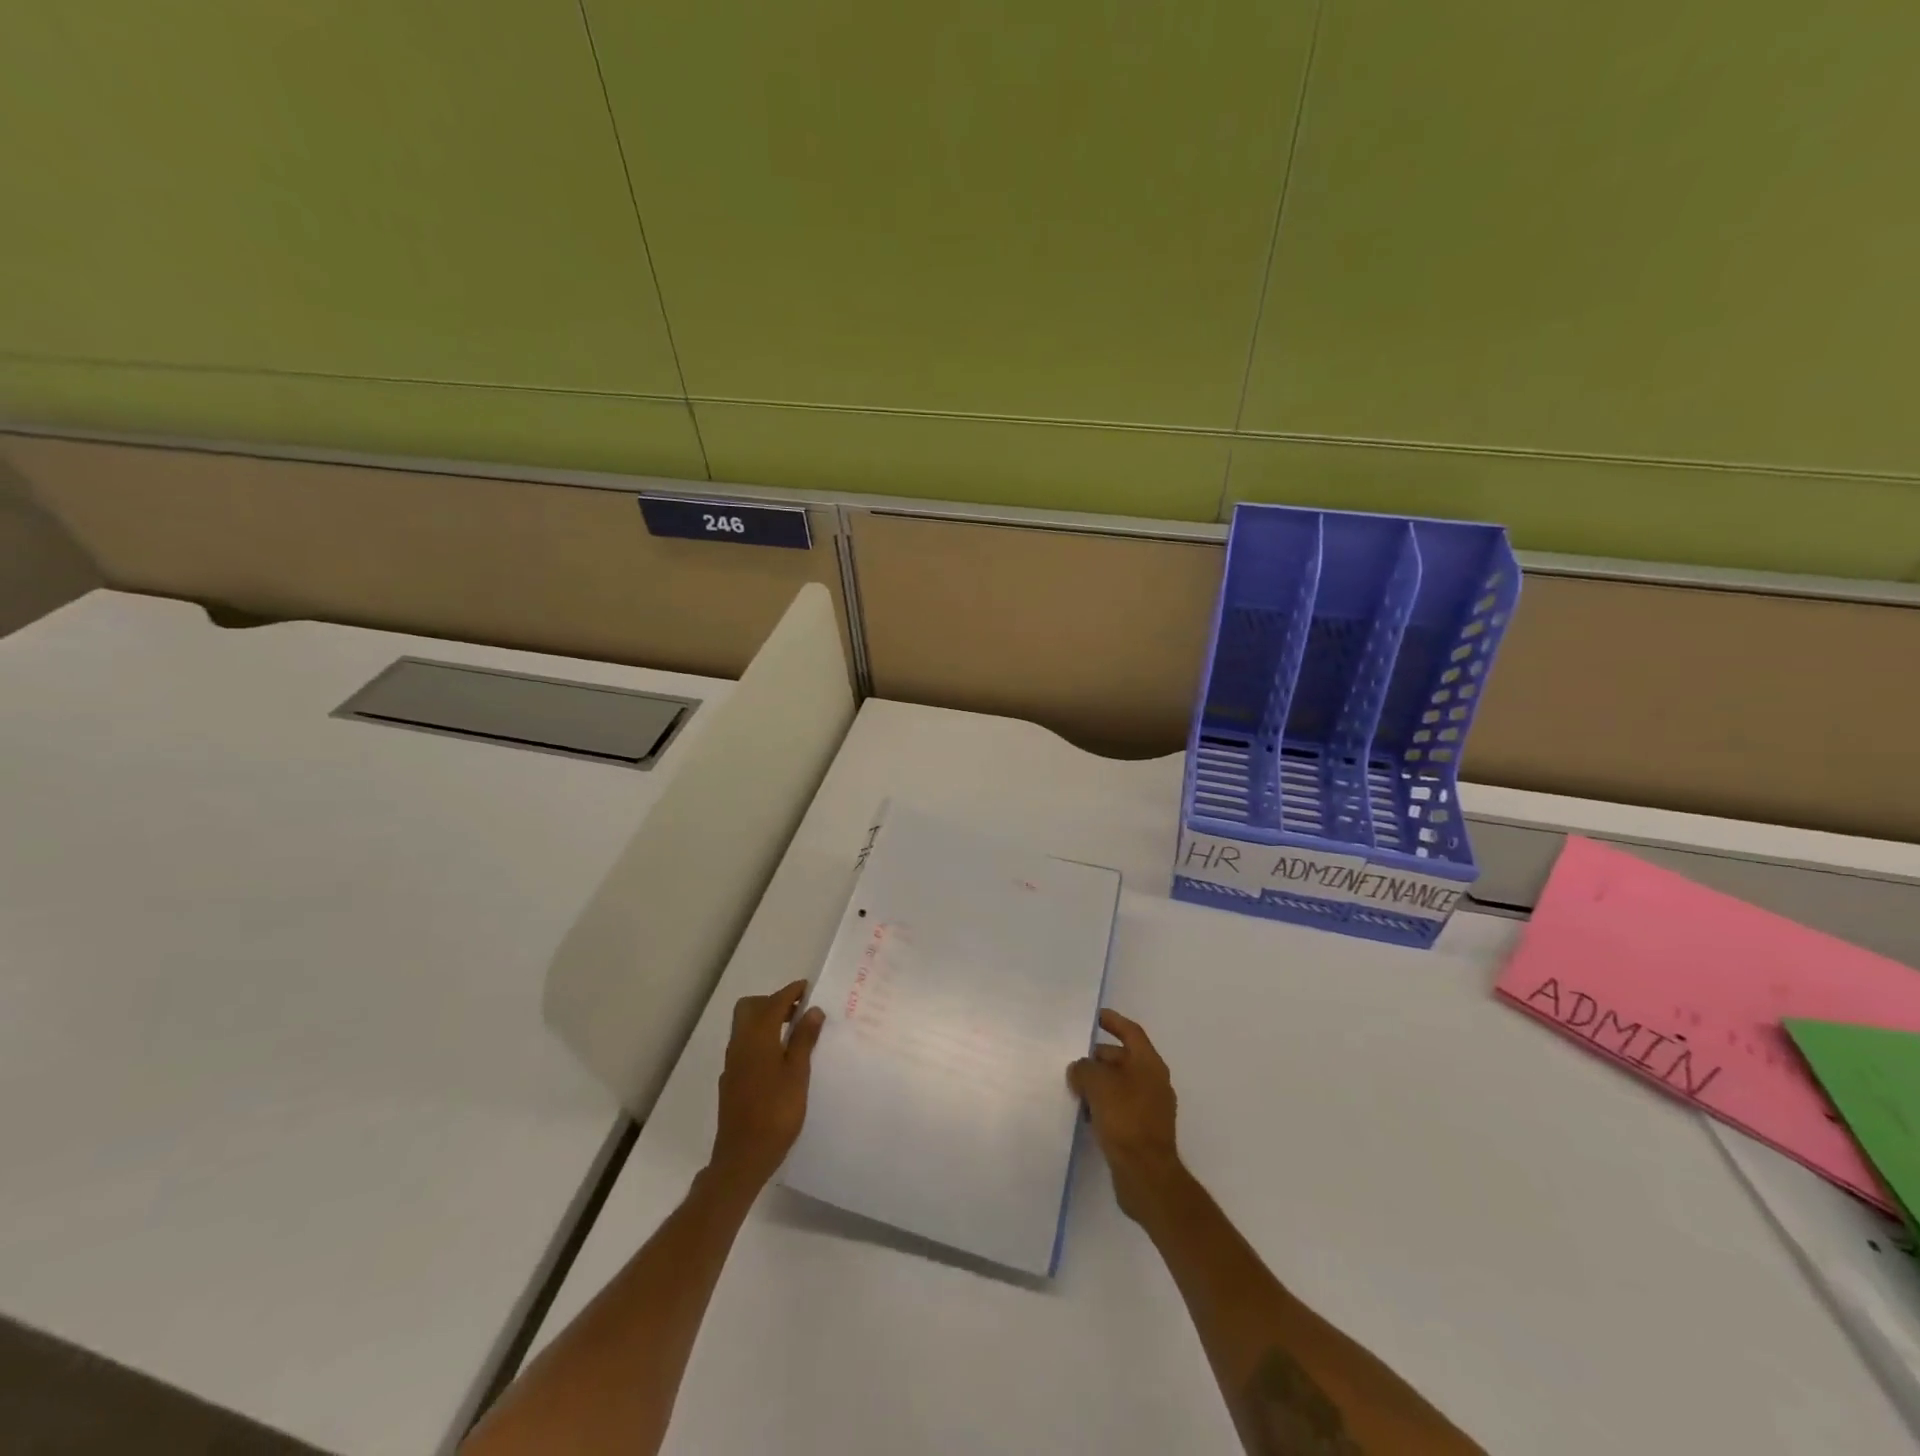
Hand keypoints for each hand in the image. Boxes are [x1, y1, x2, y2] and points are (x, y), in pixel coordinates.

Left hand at [708, 980, 824, 1194]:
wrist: (742, 1158)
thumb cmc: (776, 1113)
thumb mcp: (797, 1074)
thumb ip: (804, 1040)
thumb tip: (813, 1010)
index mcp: (757, 1038)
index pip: (773, 1002)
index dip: (791, 992)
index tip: (808, 989)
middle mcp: (740, 1044)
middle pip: (750, 1008)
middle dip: (773, 1002)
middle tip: (798, 1011)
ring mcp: (733, 1063)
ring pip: (745, 1027)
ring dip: (766, 1021)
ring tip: (794, 1033)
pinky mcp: (731, 1081)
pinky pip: (745, 1046)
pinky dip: (761, 1040)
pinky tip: (779, 1059)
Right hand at [1068, 1008, 1185, 1223]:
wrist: (1146, 1175)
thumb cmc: (1125, 1119)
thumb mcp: (1097, 1084)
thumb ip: (1084, 1068)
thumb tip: (1080, 1070)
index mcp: (1149, 1064)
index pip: (1131, 1032)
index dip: (1113, 1021)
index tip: (1095, 1016)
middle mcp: (1153, 1081)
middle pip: (1123, 1058)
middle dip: (1098, 1057)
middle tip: (1073, 1059)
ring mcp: (1150, 1108)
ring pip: (1119, 1084)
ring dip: (1098, 1083)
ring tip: (1073, 1087)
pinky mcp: (1142, 1131)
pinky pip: (1119, 1107)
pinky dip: (1103, 1105)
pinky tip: (1084, 1114)